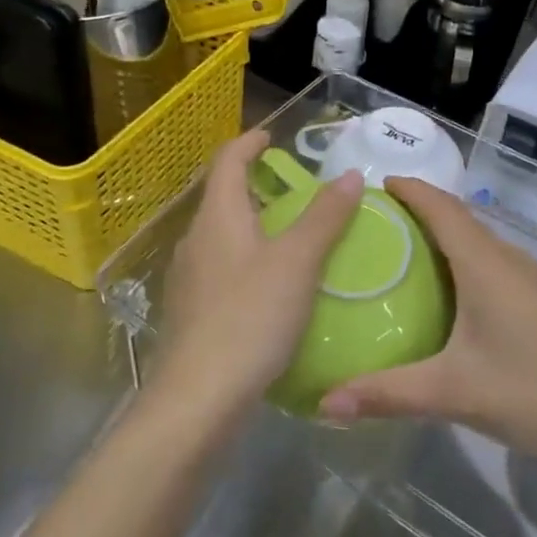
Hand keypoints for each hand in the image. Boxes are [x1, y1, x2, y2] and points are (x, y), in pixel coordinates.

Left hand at [155, 129, 362, 419]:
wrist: (197, 399)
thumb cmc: (250, 318)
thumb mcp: (298, 263)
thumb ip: (325, 217)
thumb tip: (348, 175)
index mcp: (218, 217)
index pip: (227, 161)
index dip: (249, 142)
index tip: (272, 136)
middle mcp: (196, 240)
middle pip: (223, 197)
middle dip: (256, 186)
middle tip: (295, 190)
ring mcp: (188, 278)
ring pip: (222, 236)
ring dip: (253, 225)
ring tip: (290, 237)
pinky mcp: (190, 312)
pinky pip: (221, 269)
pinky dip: (247, 260)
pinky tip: (271, 288)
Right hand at [319, 178, 536, 474]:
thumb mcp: (455, 393)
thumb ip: (388, 394)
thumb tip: (325, 401)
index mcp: (484, 263)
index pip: (439, 206)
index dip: (408, 188)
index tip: (372, 186)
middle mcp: (508, 260)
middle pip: (457, 219)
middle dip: (417, 212)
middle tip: (373, 227)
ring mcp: (532, 281)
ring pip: (478, 244)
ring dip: (442, 239)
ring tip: (403, 258)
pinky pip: (493, 267)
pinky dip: (464, 265)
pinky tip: (452, 301)